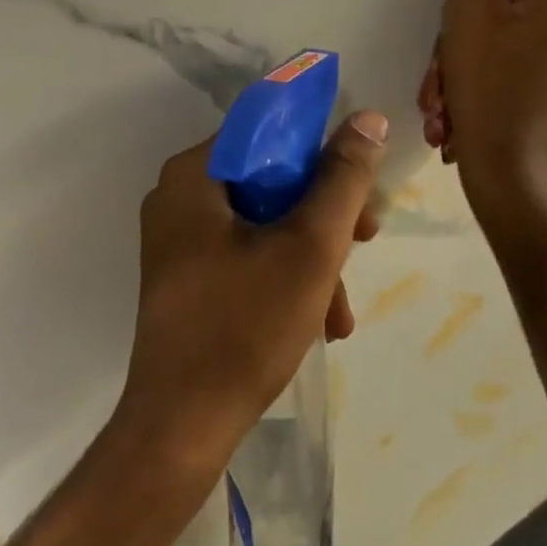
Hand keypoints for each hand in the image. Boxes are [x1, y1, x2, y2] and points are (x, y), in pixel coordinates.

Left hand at [118, 112, 387, 478]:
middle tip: (366, 241)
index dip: (323, 150)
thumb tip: (367, 119)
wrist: (183, 426)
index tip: (361, 187)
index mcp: (194, 176)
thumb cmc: (246, 326)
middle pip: (271, 180)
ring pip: (265, 223)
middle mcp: (179, 198)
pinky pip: (248, 256)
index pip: (269, 130)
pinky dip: (286, 279)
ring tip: (341, 310)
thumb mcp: (310, 245)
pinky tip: (319, 321)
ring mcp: (180, 241)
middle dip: (325, 216)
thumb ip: (343, 178)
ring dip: (313, 258)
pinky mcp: (188, 278)